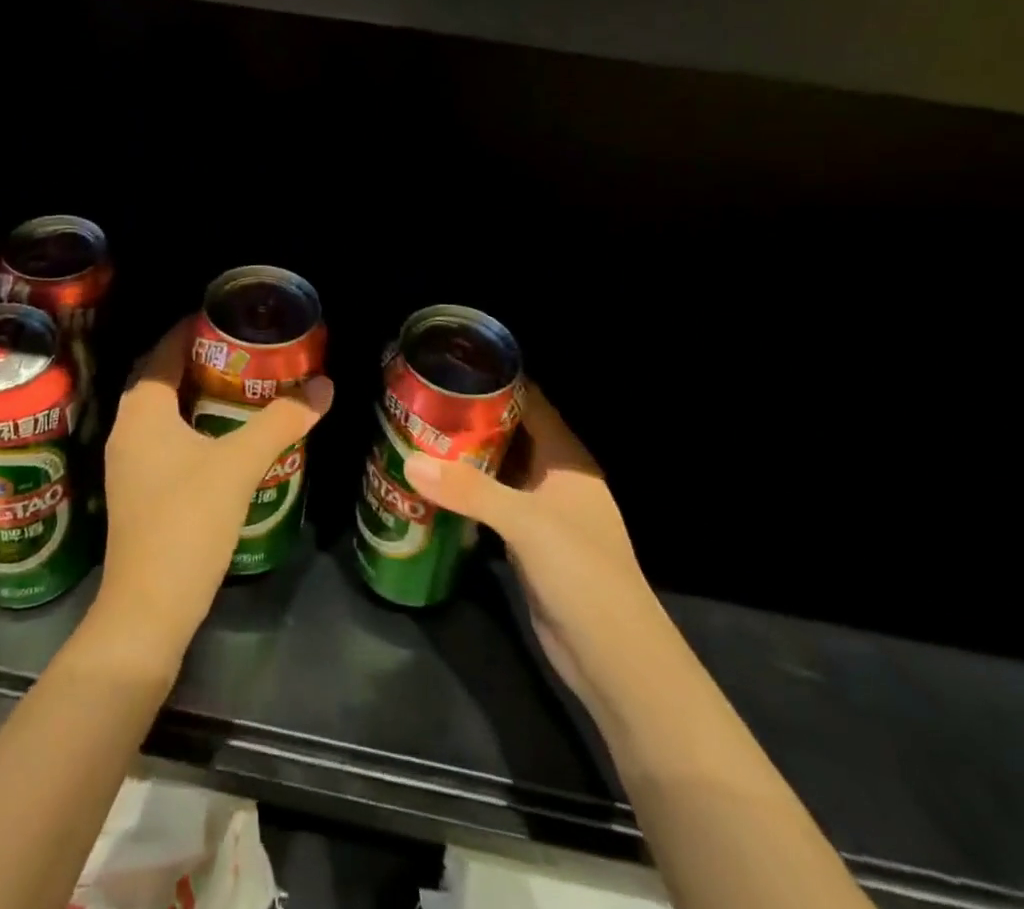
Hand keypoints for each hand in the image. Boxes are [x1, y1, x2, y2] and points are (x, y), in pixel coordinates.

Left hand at [89, 318, 333, 674]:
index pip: (162, 351)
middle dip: (197, 359)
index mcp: (142, 411)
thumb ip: (282, 421)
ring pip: (161, 411)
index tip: (224, 317)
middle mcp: (126, 429)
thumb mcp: (240, 465)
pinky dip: (189, 424)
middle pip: (160, 378)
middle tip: (241, 350)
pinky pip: (162, 438)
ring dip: (193, 393)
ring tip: (238, 385)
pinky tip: (221, 436)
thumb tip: (325, 385)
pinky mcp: (137, 491)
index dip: (190, 329)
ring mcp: (128, 463)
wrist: (148, 609)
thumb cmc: (188, 522)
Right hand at [403, 382, 649, 698]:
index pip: (530, 402)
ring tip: (416, 435)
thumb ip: (468, 491)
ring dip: (464, 457)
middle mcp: (554, 476)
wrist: (613, 657)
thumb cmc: (582, 572)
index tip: (449, 367)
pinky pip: (491, 504)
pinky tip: (431, 486)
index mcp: (566, 458)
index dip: (495, 381)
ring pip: (497, 470)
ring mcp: (542, 510)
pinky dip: (466, 493)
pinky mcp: (527, 541)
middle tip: (421, 402)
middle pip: (509, 433)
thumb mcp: (525, 523)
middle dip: (469, 418)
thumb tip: (410, 462)